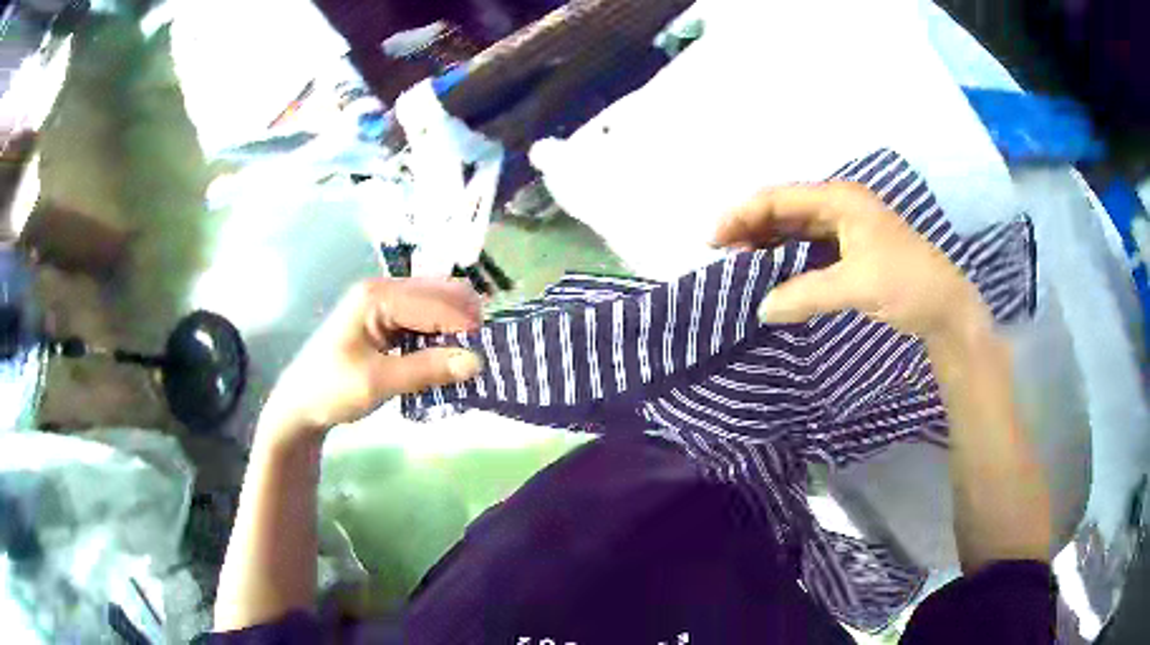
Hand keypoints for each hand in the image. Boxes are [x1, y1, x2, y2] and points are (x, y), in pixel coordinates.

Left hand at [260, 278, 483, 445]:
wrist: (299, 405)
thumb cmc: (331, 390)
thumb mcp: (378, 382)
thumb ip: (426, 369)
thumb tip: (477, 361)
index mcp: (377, 296)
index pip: (435, 302)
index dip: (464, 327)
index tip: (487, 358)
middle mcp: (384, 290)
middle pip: (441, 293)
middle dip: (464, 322)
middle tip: (476, 360)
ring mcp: (384, 302)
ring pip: (437, 305)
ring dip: (454, 330)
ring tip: (463, 362)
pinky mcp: (386, 319)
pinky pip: (425, 318)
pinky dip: (440, 336)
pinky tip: (443, 359)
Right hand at [712, 182, 989, 340]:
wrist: (945, 307)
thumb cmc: (906, 283)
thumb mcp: (855, 286)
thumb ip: (805, 295)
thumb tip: (761, 309)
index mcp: (840, 199)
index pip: (779, 198)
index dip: (742, 214)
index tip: (713, 241)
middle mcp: (840, 205)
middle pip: (784, 209)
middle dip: (750, 228)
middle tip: (721, 255)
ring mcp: (847, 226)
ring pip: (795, 227)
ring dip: (767, 243)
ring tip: (740, 263)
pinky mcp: (851, 248)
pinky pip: (809, 246)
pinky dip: (787, 257)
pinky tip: (773, 271)